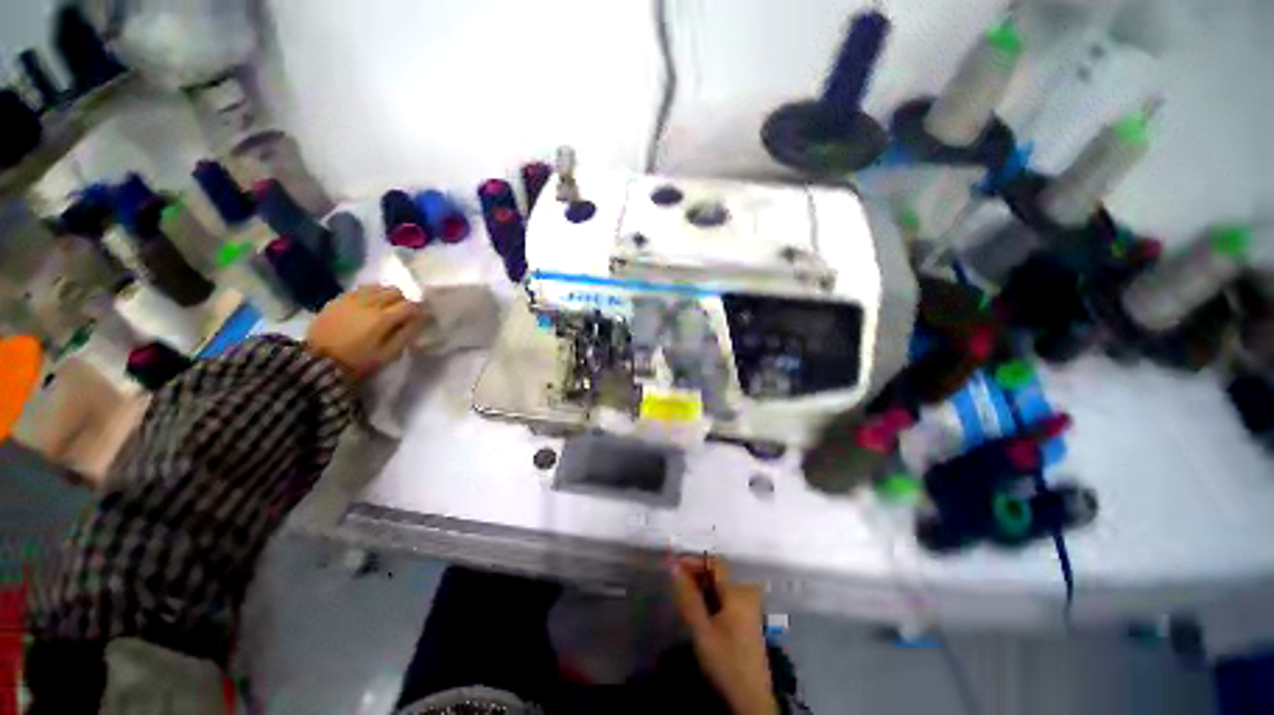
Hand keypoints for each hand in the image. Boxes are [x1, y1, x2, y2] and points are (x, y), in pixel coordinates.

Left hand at [305, 286, 428, 379]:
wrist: (317, 361)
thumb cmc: (357, 362)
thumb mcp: (388, 354)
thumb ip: (406, 334)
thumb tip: (419, 320)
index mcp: (383, 318)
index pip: (410, 305)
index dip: (419, 310)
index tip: (421, 318)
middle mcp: (369, 303)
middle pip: (395, 291)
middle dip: (403, 301)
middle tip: (402, 314)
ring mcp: (351, 299)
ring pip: (378, 287)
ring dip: (387, 295)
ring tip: (386, 308)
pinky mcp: (338, 299)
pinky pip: (361, 289)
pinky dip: (371, 294)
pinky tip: (369, 305)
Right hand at [672, 556, 778, 714]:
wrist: (751, 700)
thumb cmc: (726, 663)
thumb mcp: (702, 631)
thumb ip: (688, 597)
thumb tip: (674, 566)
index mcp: (738, 592)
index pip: (715, 562)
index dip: (694, 560)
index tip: (675, 566)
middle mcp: (747, 593)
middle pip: (719, 572)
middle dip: (697, 573)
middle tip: (676, 583)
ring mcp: (750, 606)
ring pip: (722, 584)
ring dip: (703, 585)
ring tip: (684, 595)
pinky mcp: (748, 618)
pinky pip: (727, 596)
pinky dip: (712, 596)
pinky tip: (700, 609)